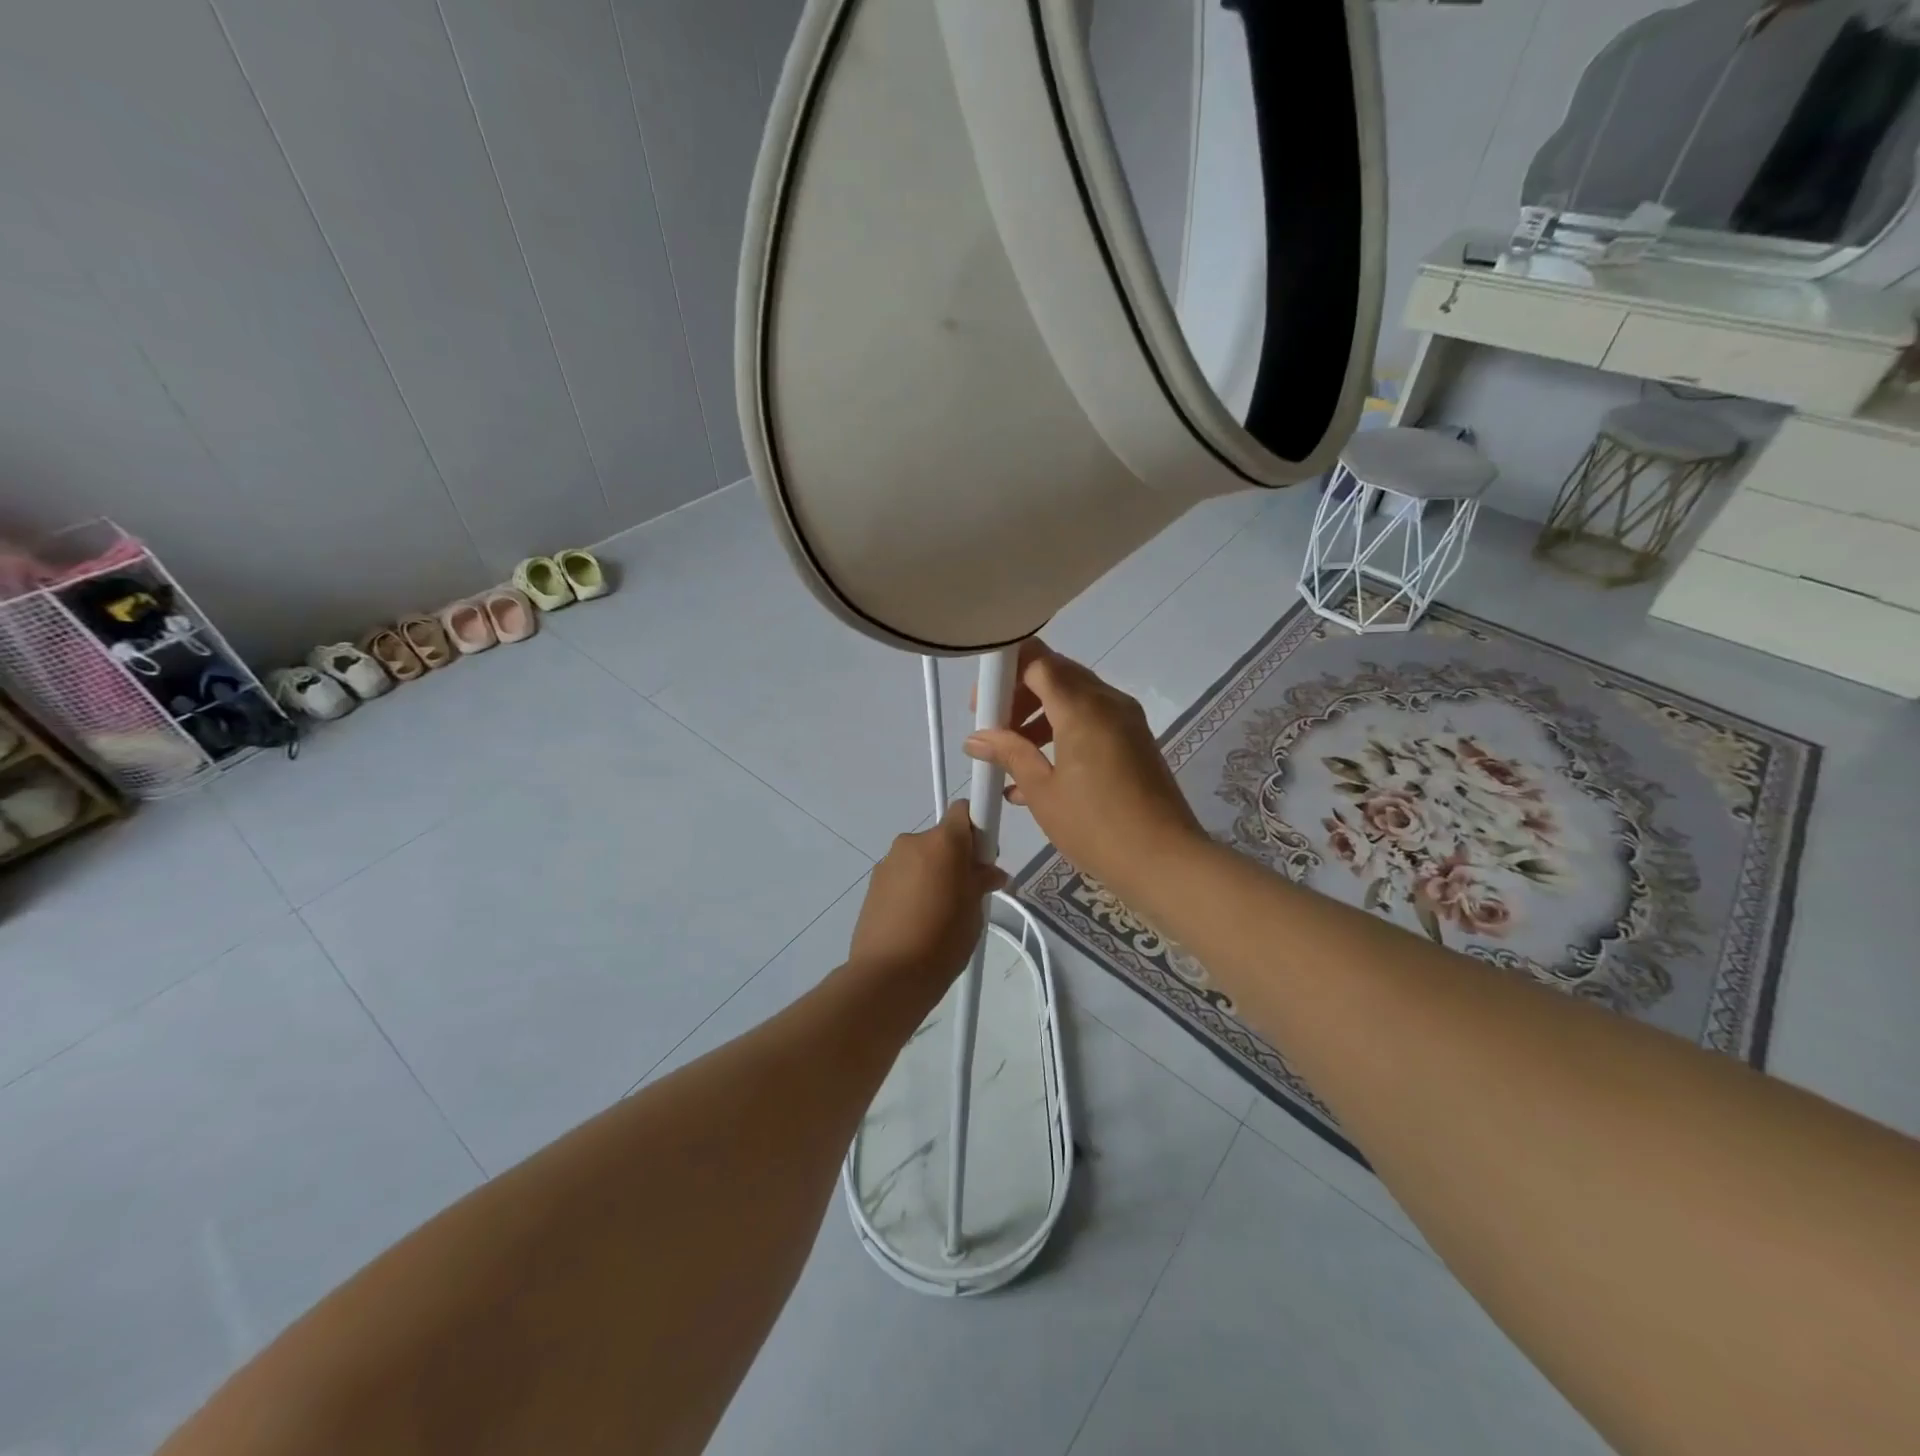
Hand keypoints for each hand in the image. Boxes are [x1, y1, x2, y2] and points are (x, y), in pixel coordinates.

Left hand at [850, 802, 1006, 986]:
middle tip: (966, 892)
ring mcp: (888, 862)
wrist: (888, 975)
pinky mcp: (872, 883)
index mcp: (942, 842)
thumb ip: (981, 882)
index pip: (964, 811)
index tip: (983, 856)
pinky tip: (916, 920)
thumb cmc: (942, 939)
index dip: (977, 826)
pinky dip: (913, 888)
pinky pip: (903, 875)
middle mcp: (912, 842)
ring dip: (932, 873)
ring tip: (938, 913)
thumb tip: (989, 873)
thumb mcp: (974, 910)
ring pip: (921, 858)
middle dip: (956, 857)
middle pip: (941, 838)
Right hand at [964, 640, 1203, 894]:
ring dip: (1039, 716)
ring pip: (1074, 697)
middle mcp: (1108, 702)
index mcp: (1082, 708)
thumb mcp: (1043, 792)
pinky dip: (1062, 732)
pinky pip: (1091, 720)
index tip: (982, 705)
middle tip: (995, 727)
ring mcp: (1126, 720)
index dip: (1004, 674)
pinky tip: (1039, 774)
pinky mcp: (1135, 740)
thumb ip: (1010, 754)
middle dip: (1020, 695)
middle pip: (1056, 674)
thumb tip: (976, 738)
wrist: (1165, 861)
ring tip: (1012, 756)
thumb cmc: (1096, 827)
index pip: (1038, 661)